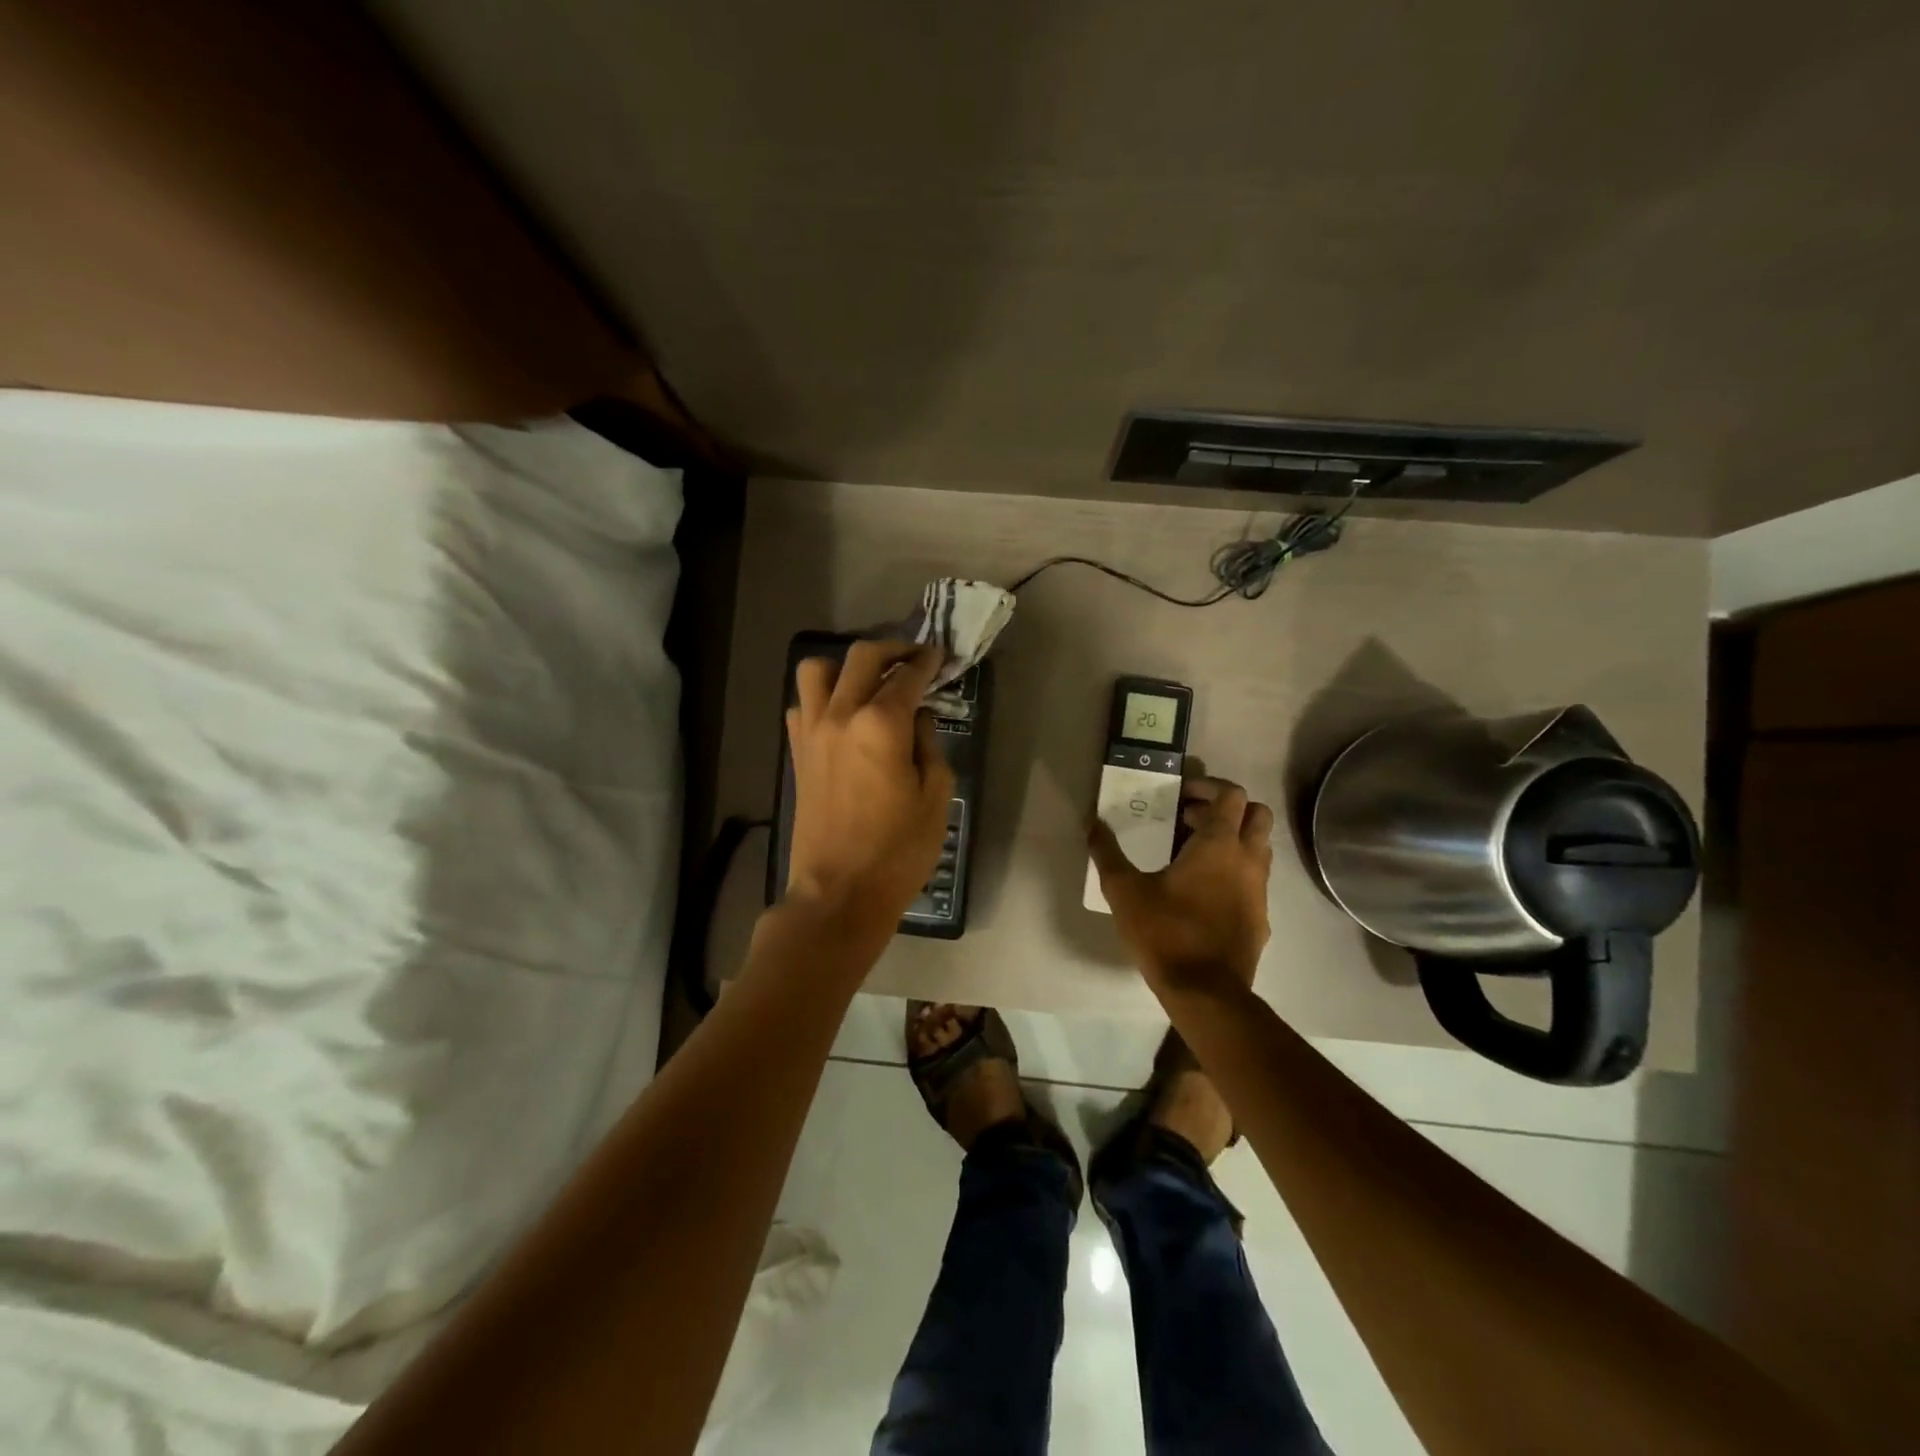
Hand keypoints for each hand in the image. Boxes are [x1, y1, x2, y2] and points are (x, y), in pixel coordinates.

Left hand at [784, 641, 954, 938]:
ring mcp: (811, 732)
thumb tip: (918, 717)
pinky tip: (842, 716)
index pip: (906, 676)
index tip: (940, 656)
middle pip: (861, 657)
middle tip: (913, 658)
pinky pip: (801, 705)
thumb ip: (930, 745)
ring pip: (817, 670)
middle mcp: (840, 715)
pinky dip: (821, 697)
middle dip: (892, 649)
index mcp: (881, 724)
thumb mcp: (935, 797)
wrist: (838, 893)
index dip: (927, 661)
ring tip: (869, 682)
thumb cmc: (898, 850)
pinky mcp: (797, 753)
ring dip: (846, 666)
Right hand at [1089, 776, 1274, 995]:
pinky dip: (1236, 871)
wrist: (1206, 993)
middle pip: (1257, 814)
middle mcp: (1248, 860)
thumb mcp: (1124, 890)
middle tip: (1190, 820)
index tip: (1180, 796)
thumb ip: (1107, 853)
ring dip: (1234, 839)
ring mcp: (1260, 891)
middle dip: (1226, 809)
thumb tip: (1092, 823)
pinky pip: (1255, 880)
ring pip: (1260, 847)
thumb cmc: (1165, 932)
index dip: (1207, 787)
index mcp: (1219, 845)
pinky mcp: (1260, 918)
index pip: (1231, 795)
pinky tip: (1204, 891)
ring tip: (1194, 853)